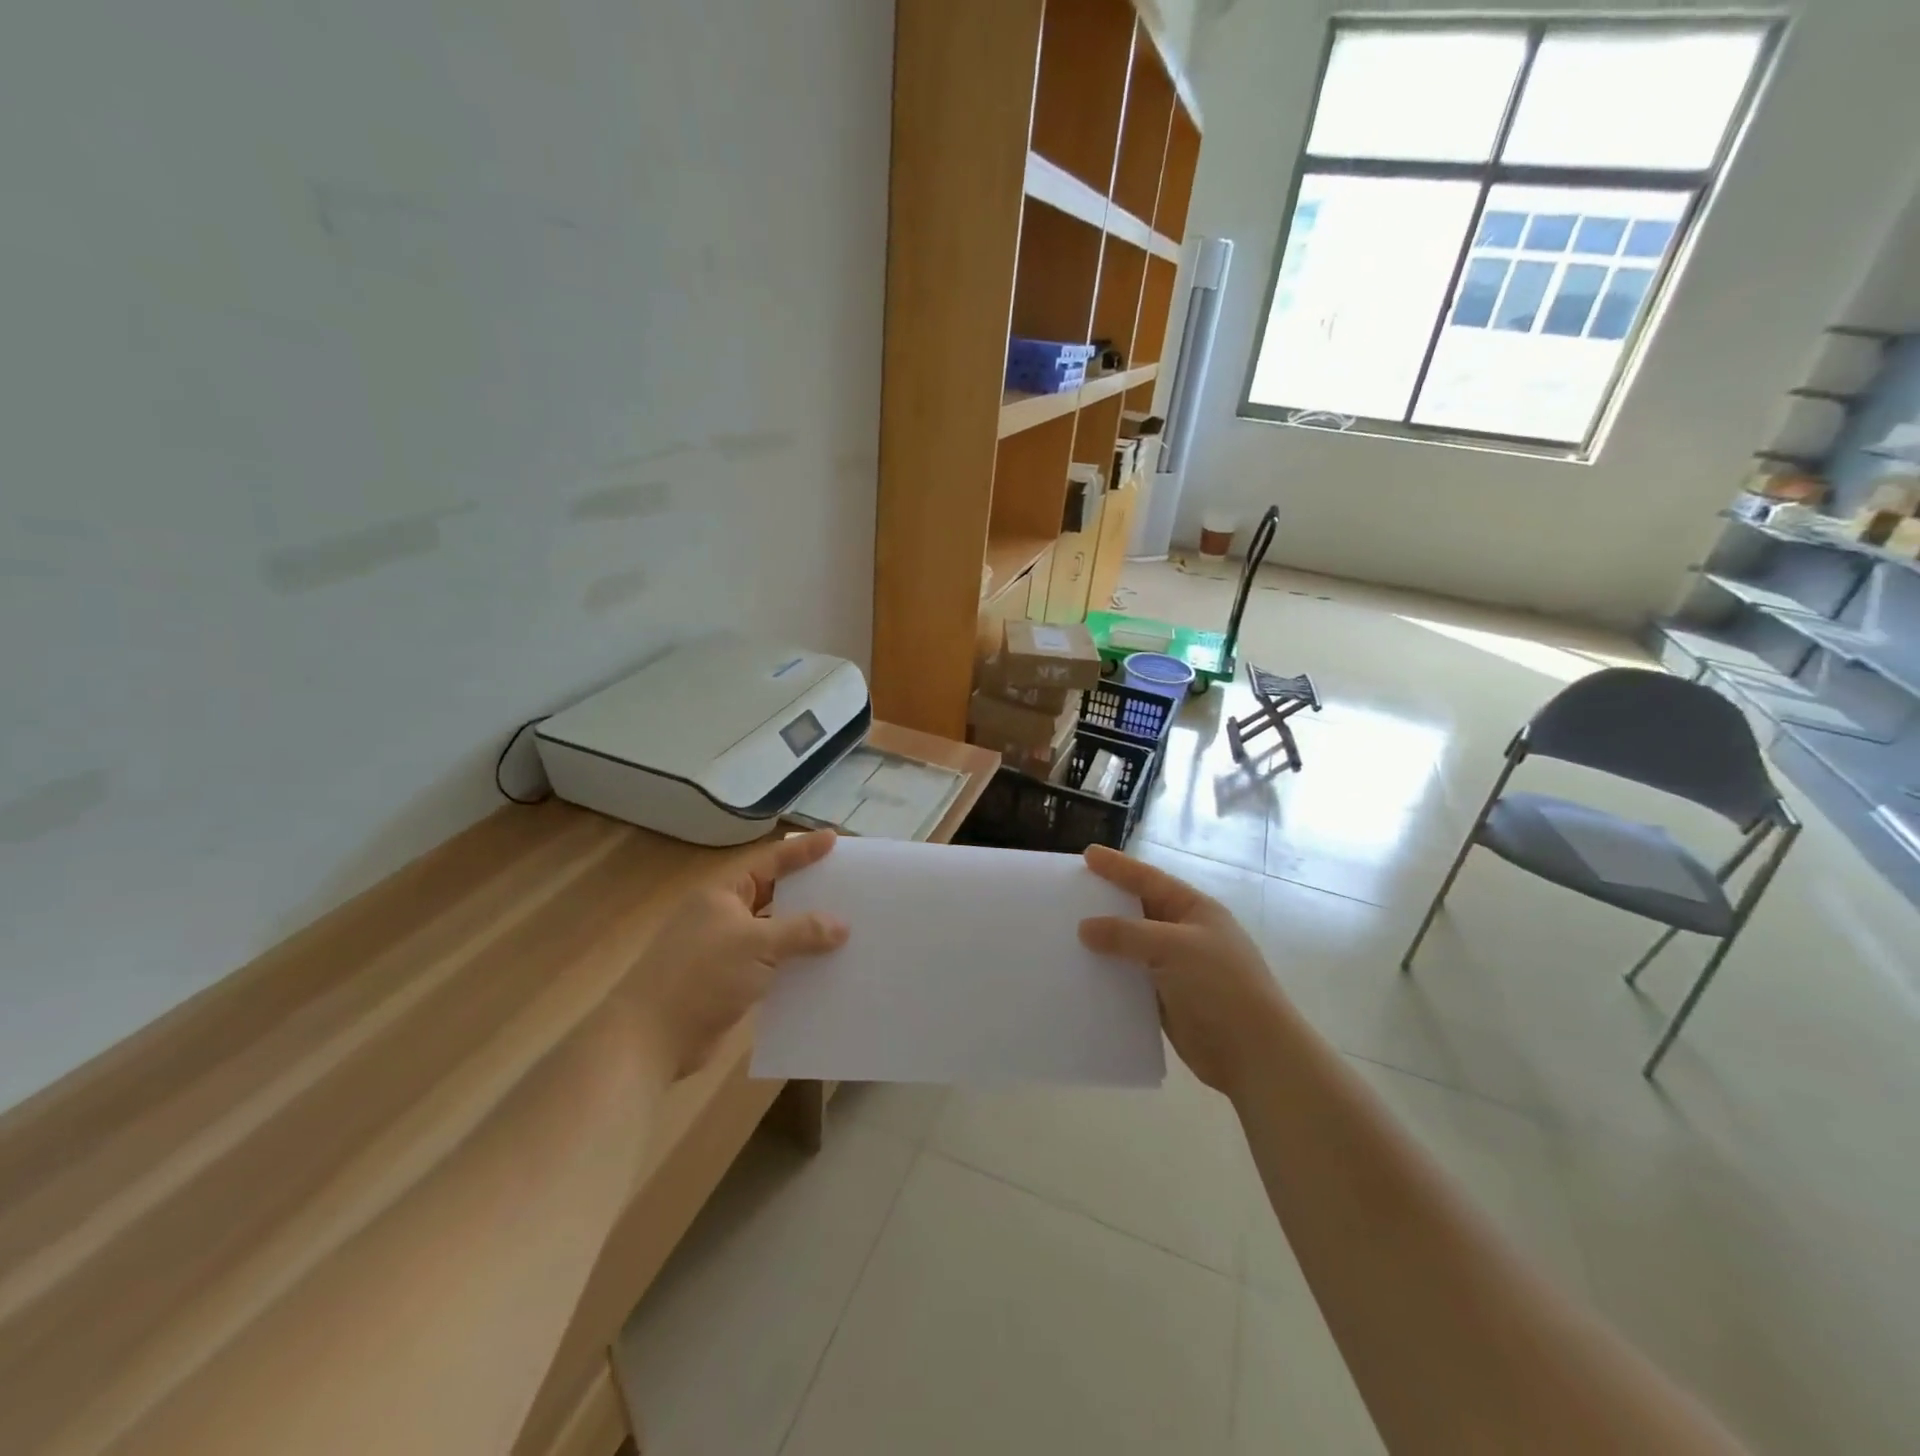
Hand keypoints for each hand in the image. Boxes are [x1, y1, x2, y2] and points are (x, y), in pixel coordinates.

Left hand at [619, 829, 848, 1078]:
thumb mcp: (757, 945)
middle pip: (773, 895)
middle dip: (808, 891)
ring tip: (845, 927)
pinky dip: (793, 964)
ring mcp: (724, 951)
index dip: (802, 850)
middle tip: (846, 883)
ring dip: (803, 933)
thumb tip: (841, 926)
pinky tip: (822, 969)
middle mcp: (723, 916)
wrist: (649, 1040)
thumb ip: (802, 931)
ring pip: (773, 933)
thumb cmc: (701, 976)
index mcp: (723, 894)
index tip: (834, 840)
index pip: (769, 862)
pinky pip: (770, 965)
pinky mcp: (728, 983)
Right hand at [1078, 845, 1289, 1097]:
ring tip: (1065, 934)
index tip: (1087, 855)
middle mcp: (1184, 934)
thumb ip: (1127, 934)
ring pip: (1131, 948)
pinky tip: (1081, 975)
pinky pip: (1130, 980)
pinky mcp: (1166, 1001)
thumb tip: (1084, 928)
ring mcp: (1175, 969)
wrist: (1254, 1055)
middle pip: (1137, 911)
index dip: (1118, 867)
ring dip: (1103, 943)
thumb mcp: (1175, 948)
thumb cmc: (1221, 987)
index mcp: (1194, 910)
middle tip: (1068, 893)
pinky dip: (1109, 976)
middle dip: (1106, 902)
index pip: (1149, 880)